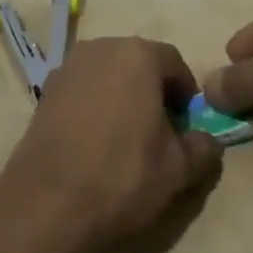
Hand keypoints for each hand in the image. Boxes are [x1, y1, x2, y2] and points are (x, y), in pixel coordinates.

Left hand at [0, 37, 221, 252]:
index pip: (174, 63)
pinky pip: (83, 91)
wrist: (48, 203)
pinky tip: (95, 144)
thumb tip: (207, 141)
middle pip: (138, 63)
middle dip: (153, 92)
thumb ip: (203, 148)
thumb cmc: (123, 175)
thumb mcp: (179, 169)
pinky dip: (94, 107)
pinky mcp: (45, 91)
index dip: (186, 94)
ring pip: (108, 75)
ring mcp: (68, 67)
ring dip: (122, 97)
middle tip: (160, 133)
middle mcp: (101, 48)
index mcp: (137, 55)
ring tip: (126, 140)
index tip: (187, 126)